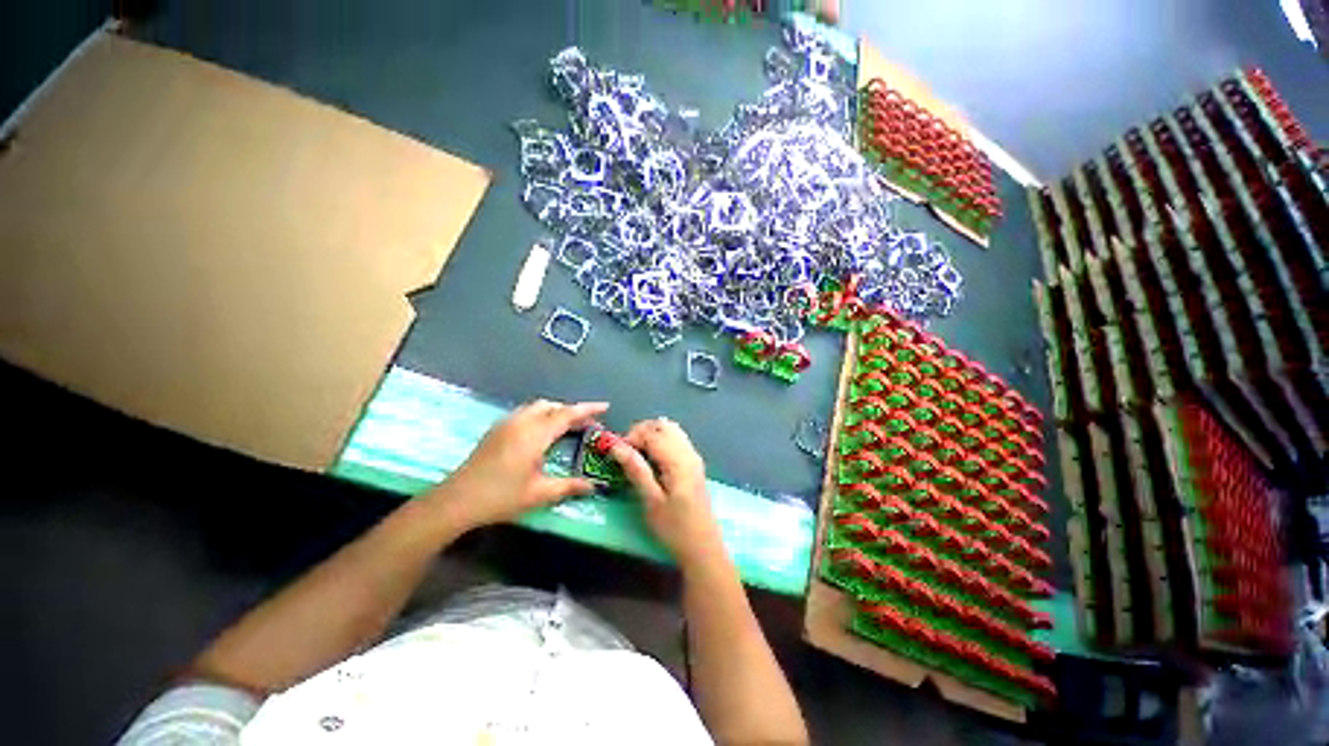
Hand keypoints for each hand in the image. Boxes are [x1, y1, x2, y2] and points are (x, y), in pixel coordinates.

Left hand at [429, 400, 607, 530]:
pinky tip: (543, 433)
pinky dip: (542, 416)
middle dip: (572, 411)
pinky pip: (526, 413)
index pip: (567, 414)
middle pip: (553, 406)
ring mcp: (507, 424)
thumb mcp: (539, 494)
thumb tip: (593, 486)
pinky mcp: (497, 430)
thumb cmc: (500, 496)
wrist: (456, 500)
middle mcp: (522, 422)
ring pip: (538, 407)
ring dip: (556, 412)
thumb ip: (568, 486)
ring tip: (568, 427)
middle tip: (587, 425)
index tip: (605, 406)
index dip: (588, 409)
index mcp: (535, 434)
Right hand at [609, 418, 726, 569]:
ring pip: (671, 430)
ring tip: (637, 455)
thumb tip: (617, 446)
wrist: (703, 548)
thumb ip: (636, 470)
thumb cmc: (675, 528)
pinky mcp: (694, 464)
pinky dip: (661, 442)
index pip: (652, 432)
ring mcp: (694, 457)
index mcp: (678, 460)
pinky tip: (652, 460)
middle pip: (663, 425)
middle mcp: (688, 452)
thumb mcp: (651, 501)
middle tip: (626, 452)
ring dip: (651, 435)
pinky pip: (676, 440)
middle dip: (641, 432)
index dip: (631, 437)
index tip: (617, 453)